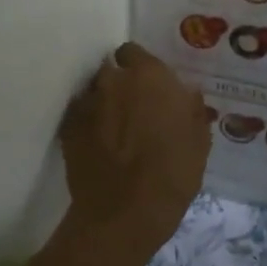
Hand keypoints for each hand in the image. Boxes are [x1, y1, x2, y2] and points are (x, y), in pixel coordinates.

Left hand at [61, 42, 210, 251]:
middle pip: (112, 72)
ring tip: (114, 130)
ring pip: (95, 93)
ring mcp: (87, 103)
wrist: (124, 213)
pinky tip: (98, 146)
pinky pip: (80, 117)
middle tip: (134, 110)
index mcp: (150, 76)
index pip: (135, 52)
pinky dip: (88, 126)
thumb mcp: (198, 141)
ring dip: (104, 104)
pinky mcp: (67, 128)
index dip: (140, 68)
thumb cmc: (172, 174)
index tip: (149, 87)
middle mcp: (114, 81)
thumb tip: (186, 93)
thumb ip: (191, 109)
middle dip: (121, 86)